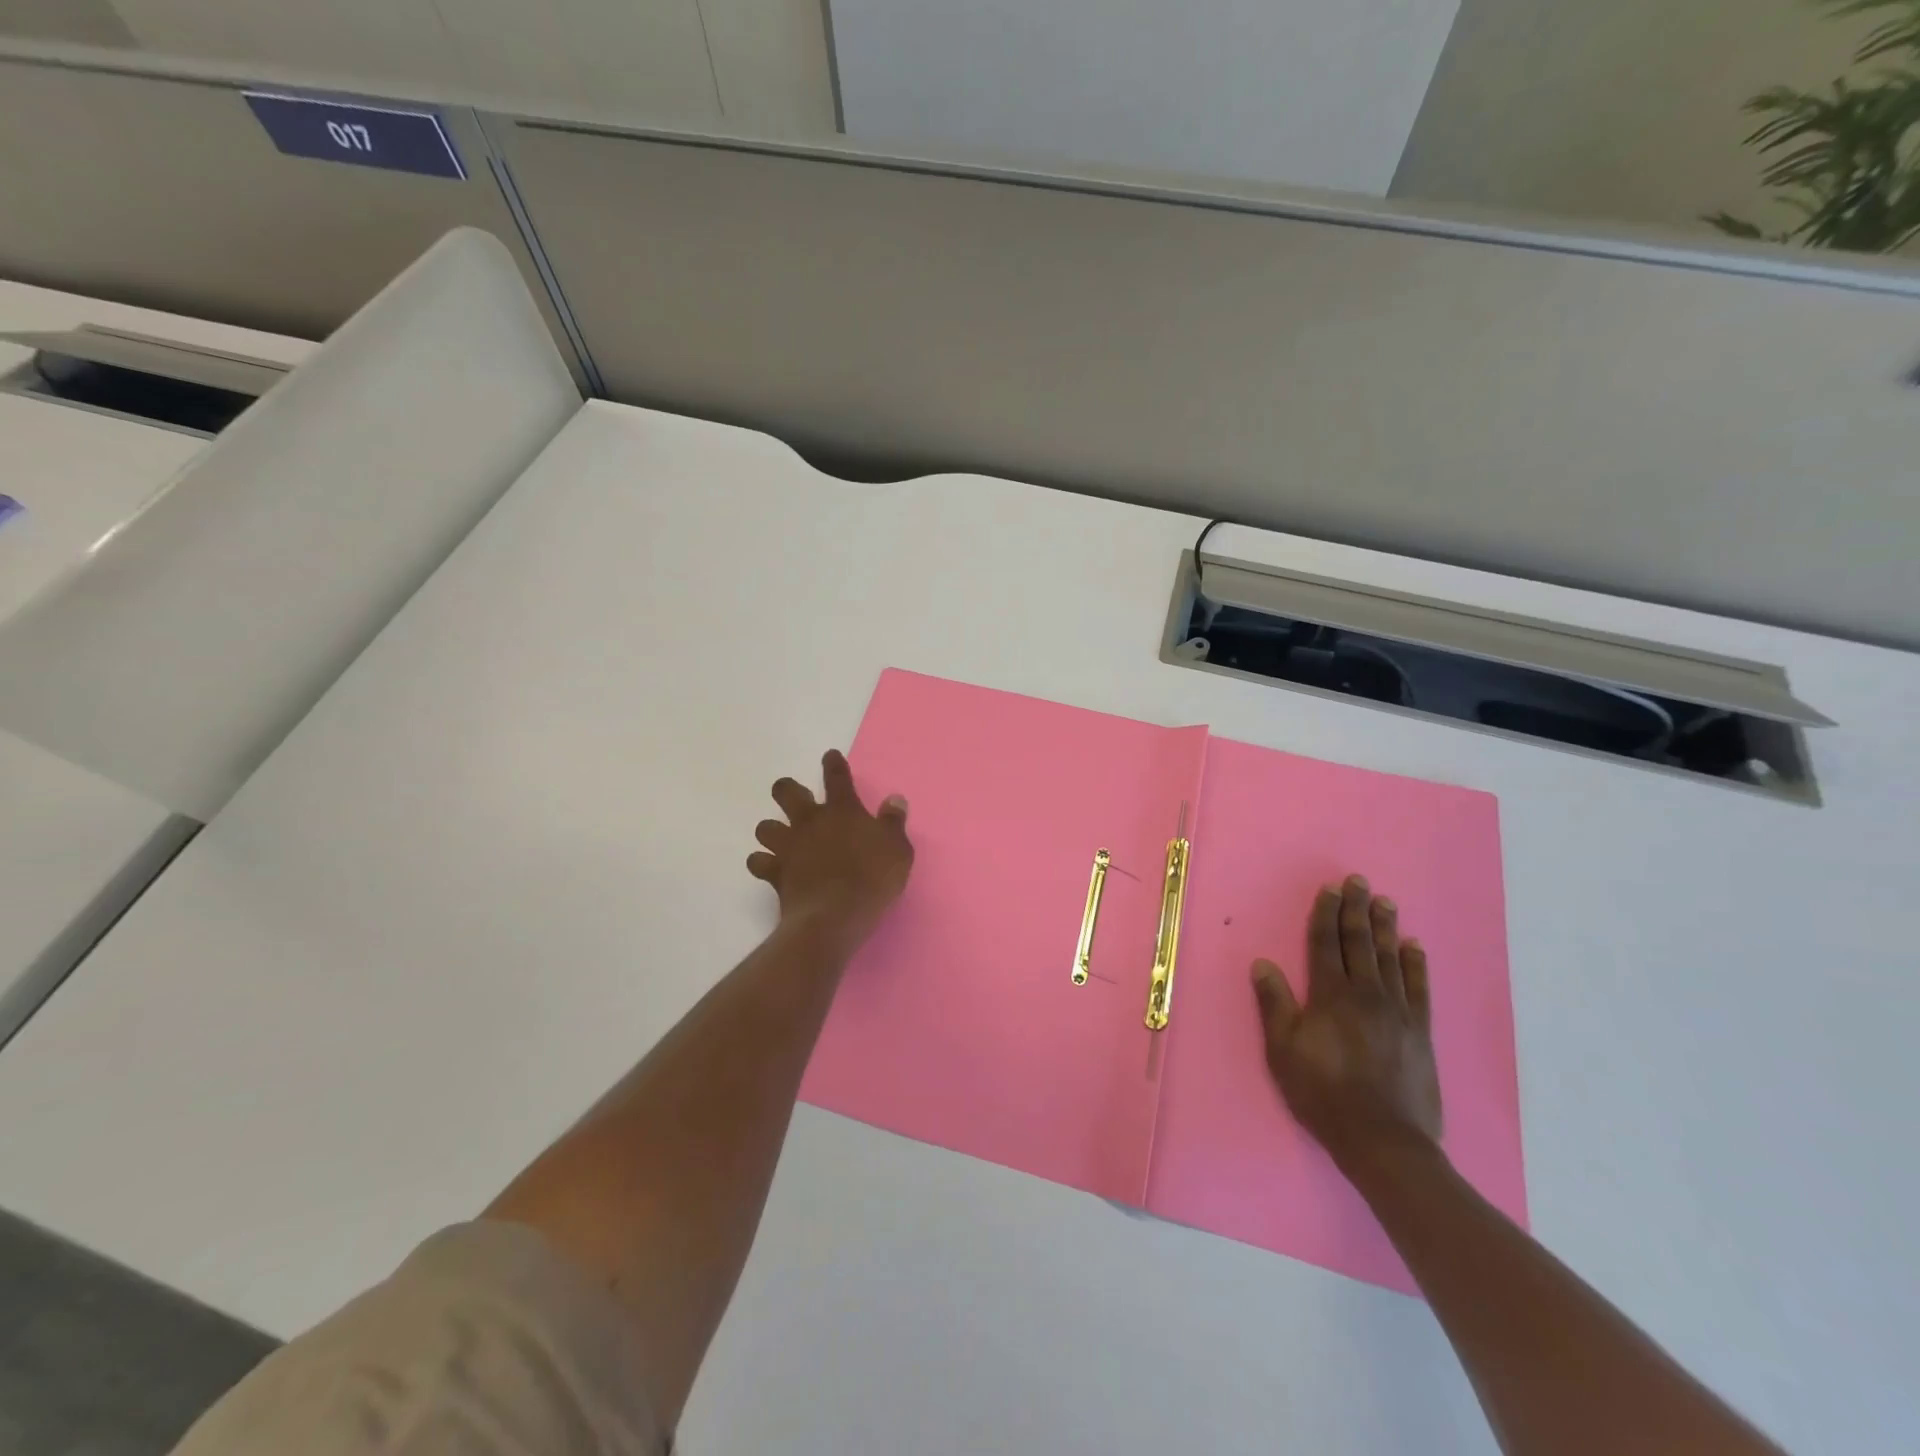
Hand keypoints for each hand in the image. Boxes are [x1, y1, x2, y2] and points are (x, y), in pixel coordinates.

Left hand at [747, 750, 913, 939]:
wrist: (835, 916)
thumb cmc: (872, 879)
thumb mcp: (898, 849)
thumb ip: (893, 822)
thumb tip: (895, 799)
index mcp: (842, 811)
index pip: (836, 777)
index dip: (833, 764)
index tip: (830, 756)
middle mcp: (810, 821)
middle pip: (787, 792)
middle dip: (787, 790)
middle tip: (796, 798)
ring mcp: (789, 847)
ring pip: (766, 827)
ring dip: (772, 830)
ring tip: (782, 839)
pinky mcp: (775, 873)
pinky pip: (758, 862)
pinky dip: (762, 863)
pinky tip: (770, 867)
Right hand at [1251, 875, 1441, 1169]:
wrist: (1383, 1140)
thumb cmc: (1323, 1092)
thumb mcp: (1283, 1051)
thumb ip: (1275, 1004)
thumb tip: (1262, 963)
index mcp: (1330, 995)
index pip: (1326, 944)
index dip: (1326, 914)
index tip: (1330, 889)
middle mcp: (1366, 994)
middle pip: (1360, 943)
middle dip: (1357, 910)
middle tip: (1360, 882)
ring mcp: (1398, 1012)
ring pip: (1390, 958)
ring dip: (1386, 928)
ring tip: (1385, 902)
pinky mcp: (1420, 1032)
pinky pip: (1419, 989)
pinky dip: (1416, 965)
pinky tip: (1414, 947)